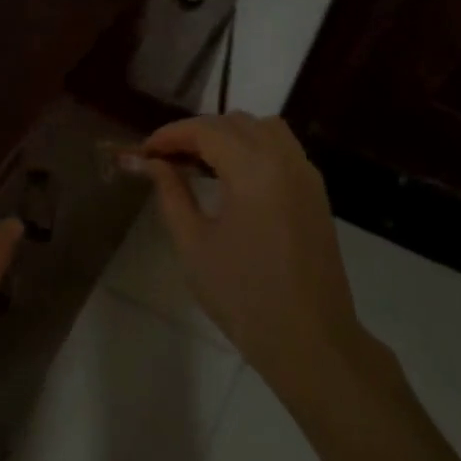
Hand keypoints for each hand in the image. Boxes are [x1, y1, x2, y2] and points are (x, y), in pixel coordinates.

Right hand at [134, 113, 384, 404]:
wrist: (308, 337)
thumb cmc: (242, 294)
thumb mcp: (194, 244)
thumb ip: (172, 194)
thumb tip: (153, 164)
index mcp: (254, 170)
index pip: (206, 130)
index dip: (171, 134)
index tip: (144, 151)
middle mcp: (285, 160)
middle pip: (236, 122)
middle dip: (197, 132)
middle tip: (165, 159)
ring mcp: (307, 175)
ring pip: (264, 129)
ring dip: (228, 135)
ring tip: (199, 164)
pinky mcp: (316, 194)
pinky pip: (283, 150)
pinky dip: (253, 149)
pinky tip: (232, 178)